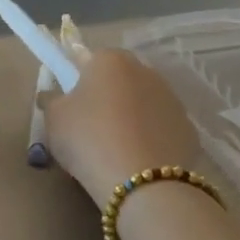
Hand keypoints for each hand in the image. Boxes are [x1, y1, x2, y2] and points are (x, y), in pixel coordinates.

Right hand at [42, 51, 199, 205]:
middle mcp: (144, 70)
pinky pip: (159, 127)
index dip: (73, 78)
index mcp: (109, 61)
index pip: (85, 58)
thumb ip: (51, 99)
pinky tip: (137, 160)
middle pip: (117, 78)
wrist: (142, 181)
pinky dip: (149, 137)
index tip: (67, 101)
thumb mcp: (54, 118)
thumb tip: (53, 94)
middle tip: (87, 126)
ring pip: (141, 102)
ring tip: (113, 148)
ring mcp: (171, 99)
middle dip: (104, 95)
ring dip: (129, 115)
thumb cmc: (88, 139)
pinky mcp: (188, 128)